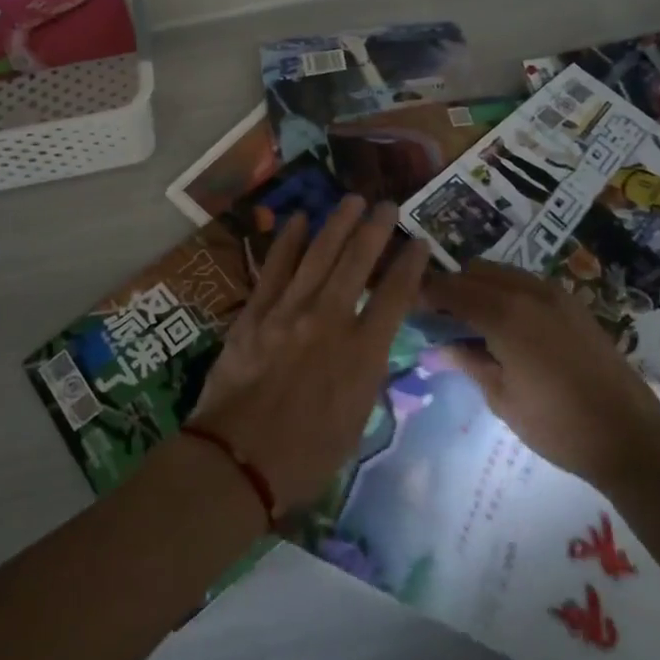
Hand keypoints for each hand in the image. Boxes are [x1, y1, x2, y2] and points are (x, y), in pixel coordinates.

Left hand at [190, 197, 430, 512]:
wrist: (239, 460)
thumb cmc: (305, 455)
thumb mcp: (356, 420)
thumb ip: (367, 374)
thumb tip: (369, 345)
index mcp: (363, 354)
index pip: (395, 296)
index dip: (411, 266)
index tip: (420, 243)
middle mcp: (330, 321)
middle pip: (357, 263)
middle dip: (375, 229)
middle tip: (386, 204)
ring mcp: (288, 311)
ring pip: (318, 255)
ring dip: (337, 224)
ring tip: (352, 200)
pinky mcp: (255, 312)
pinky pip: (274, 268)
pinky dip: (287, 241)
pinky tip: (297, 219)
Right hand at [420, 261, 659, 487]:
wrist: (632, 437)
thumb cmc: (558, 425)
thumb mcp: (501, 398)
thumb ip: (468, 361)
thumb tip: (438, 346)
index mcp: (504, 313)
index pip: (450, 289)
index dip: (424, 293)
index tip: (406, 305)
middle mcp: (527, 291)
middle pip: (474, 272)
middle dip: (450, 287)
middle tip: (435, 317)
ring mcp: (555, 294)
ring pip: (500, 273)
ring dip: (477, 287)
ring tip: (467, 320)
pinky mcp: (573, 305)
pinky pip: (525, 283)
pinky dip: (504, 292)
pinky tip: (503, 324)